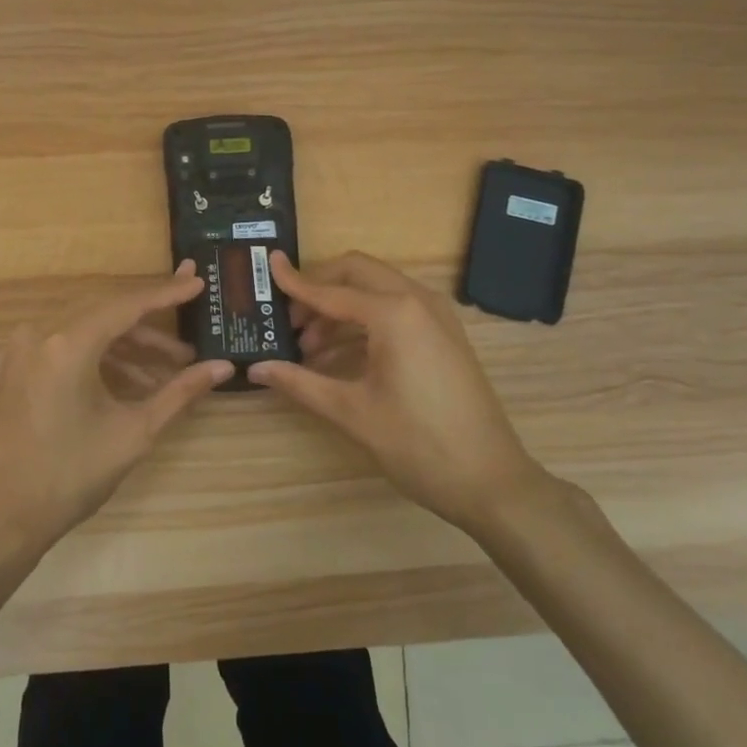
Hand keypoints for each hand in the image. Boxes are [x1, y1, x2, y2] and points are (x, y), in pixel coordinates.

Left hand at [0, 260, 234, 550]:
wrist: (4, 516)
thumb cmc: (71, 475)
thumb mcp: (135, 432)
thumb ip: (180, 392)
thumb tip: (223, 368)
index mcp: (68, 344)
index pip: (127, 305)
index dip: (167, 293)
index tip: (198, 281)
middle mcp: (42, 334)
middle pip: (108, 312)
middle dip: (153, 320)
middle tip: (193, 315)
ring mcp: (26, 349)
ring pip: (90, 329)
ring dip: (131, 344)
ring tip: (173, 366)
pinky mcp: (20, 366)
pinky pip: (70, 345)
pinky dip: (104, 356)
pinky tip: (136, 381)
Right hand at [249, 251, 546, 534]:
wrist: (491, 480)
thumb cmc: (418, 445)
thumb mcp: (352, 412)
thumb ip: (300, 383)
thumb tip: (255, 368)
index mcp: (394, 313)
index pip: (331, 290)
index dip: (295, 282)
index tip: (268, 266)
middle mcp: (417, 301)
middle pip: (357, 273)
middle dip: (319, 288)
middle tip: (287, 319)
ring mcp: (436, 315)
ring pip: (377, 289)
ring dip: (340, 307)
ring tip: (307, 346)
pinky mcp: (444, 334)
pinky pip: (396, 309)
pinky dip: (364, 320)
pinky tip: (338, 355)